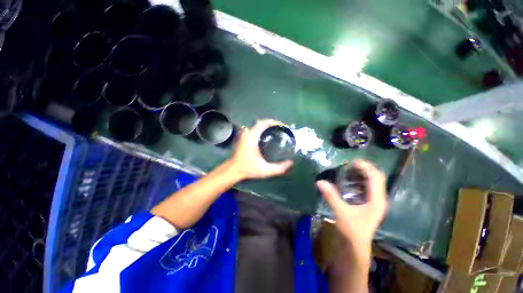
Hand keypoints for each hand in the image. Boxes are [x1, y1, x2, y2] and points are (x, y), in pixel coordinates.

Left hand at [229, 119, 292, 179]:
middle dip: (273, 124)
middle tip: (282, 129)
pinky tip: (269, 136)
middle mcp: (248, 133)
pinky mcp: (245, 138)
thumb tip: (290, 162)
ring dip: (268, 126)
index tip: (283, 126)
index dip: (274, 122)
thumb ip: (279, 168)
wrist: (234, 170)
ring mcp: (245, 135)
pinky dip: (263, 130)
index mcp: (252, 137)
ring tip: (278, 131)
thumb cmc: (248, 169)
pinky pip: (256, 129)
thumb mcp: (265, 170)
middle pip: (262, 123)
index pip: (263, 123)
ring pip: (258, 125)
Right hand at [316, 159, 386, 260]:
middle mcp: (379, 199)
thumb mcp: (341, 213)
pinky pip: (367, 186)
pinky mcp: (369, 203)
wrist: (355, 246)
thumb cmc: (352, 231)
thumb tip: (320, 181)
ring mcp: (375, 201)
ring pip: (372, 181)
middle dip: (364, 168)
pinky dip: (359, 180)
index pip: (376, 177)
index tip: (352, 161)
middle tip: (349, 164)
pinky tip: (348, 180)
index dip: (366, 167)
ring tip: (348, 169)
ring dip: (362, 173)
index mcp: (377, 200)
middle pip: (376, 177)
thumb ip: (331, 196)